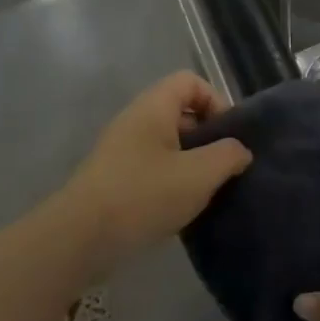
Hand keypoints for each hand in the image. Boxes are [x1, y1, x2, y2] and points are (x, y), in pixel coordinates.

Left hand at [53, 72, 251, 277]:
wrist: (79, 238)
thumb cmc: (144, 195)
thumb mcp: (199, 174)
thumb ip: (228, 156)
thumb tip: (239, 151)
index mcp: (153, 108)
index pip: (190, 82)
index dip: (216, 101)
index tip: (228, 136)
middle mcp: (135, 122)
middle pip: (180, 113)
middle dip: (207, 138)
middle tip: (222, 168)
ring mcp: (121, 152)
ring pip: (168, 145)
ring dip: (191, 165)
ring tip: (205, 193)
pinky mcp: (114, 180)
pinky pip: (152, 169)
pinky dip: (171, 183)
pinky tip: (180, 210)